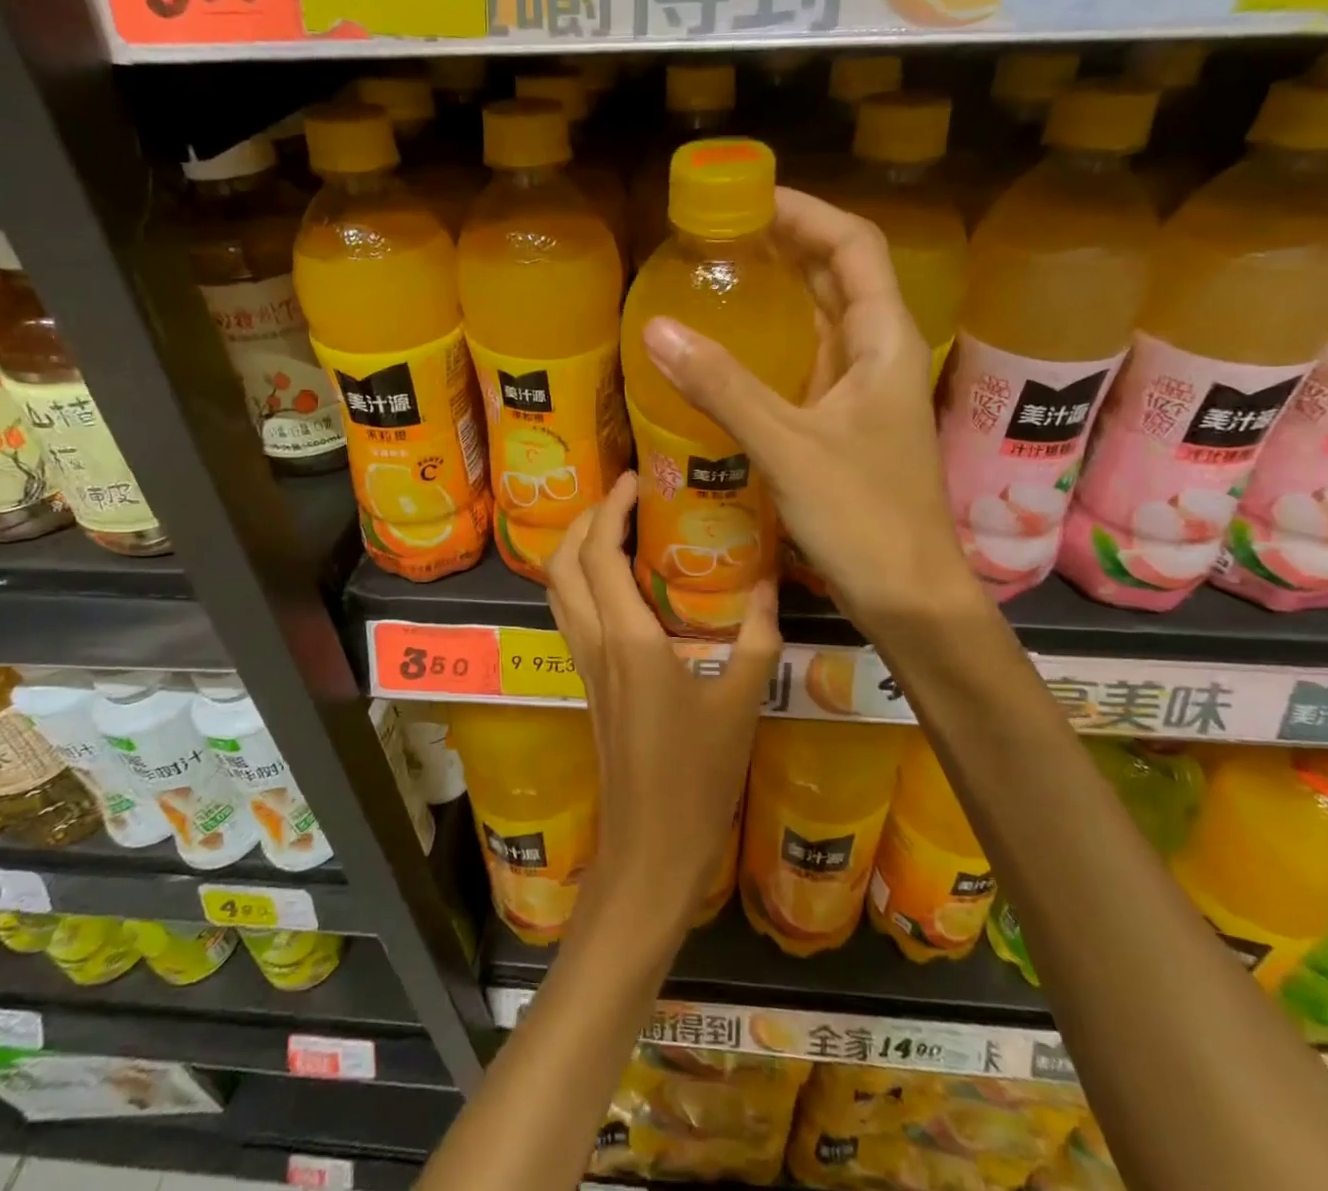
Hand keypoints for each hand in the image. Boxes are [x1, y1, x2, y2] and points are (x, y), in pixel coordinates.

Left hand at [545, 472, 779, 928]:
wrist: (651, 849)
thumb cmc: (698, 777)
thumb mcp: (743, 703)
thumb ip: (757, 637)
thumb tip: (770, 581)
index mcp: (628, 640)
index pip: (599, 554)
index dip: (610, 508)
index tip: (634, 478)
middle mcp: (594, 642)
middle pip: (562, 563)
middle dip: (585, 519)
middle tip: (624, 496)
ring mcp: (584, 664)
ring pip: (557, 589)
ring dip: (575, 548)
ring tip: (617, 527)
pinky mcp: (588, 682)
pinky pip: (570, 614)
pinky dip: (581, 581)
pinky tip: (620, 583)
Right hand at [639, 187, 971, 632]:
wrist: (908, 595)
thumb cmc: (863, 516)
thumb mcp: (787, 445)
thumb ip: (723, 387)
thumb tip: (656, 328)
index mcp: (883, 341)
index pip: (853, 246)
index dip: (806, 211)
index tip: (749, 194)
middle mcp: (878, 356)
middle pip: (837, 277)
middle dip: (786, 245)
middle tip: (721, 232)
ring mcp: (862, 393)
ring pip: (820, 323)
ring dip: (779, 294)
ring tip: (720, 276)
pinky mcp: (844, 426)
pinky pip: (805, 368)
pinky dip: (772, 348)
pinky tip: (731, 353)